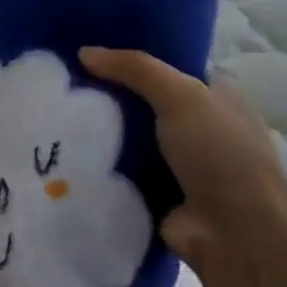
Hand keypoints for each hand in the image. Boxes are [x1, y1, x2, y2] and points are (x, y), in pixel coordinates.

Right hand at [79, 48, 286, 269]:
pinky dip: (99, 166)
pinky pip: (121, 171)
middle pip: (144, 105)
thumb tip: (84, 52)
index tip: (87, 55)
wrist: (233, 234)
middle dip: (109, 97)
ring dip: (99, 133)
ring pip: (129, 139)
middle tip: (62, 85)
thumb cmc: (219, 155)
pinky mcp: (157, 194)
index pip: (167, 72)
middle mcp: (199, 130)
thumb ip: (136, 70)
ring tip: (53, 116)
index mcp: (217, 100)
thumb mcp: (182, 97)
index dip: (131, 62)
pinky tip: (63, 153)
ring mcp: (178, 165)